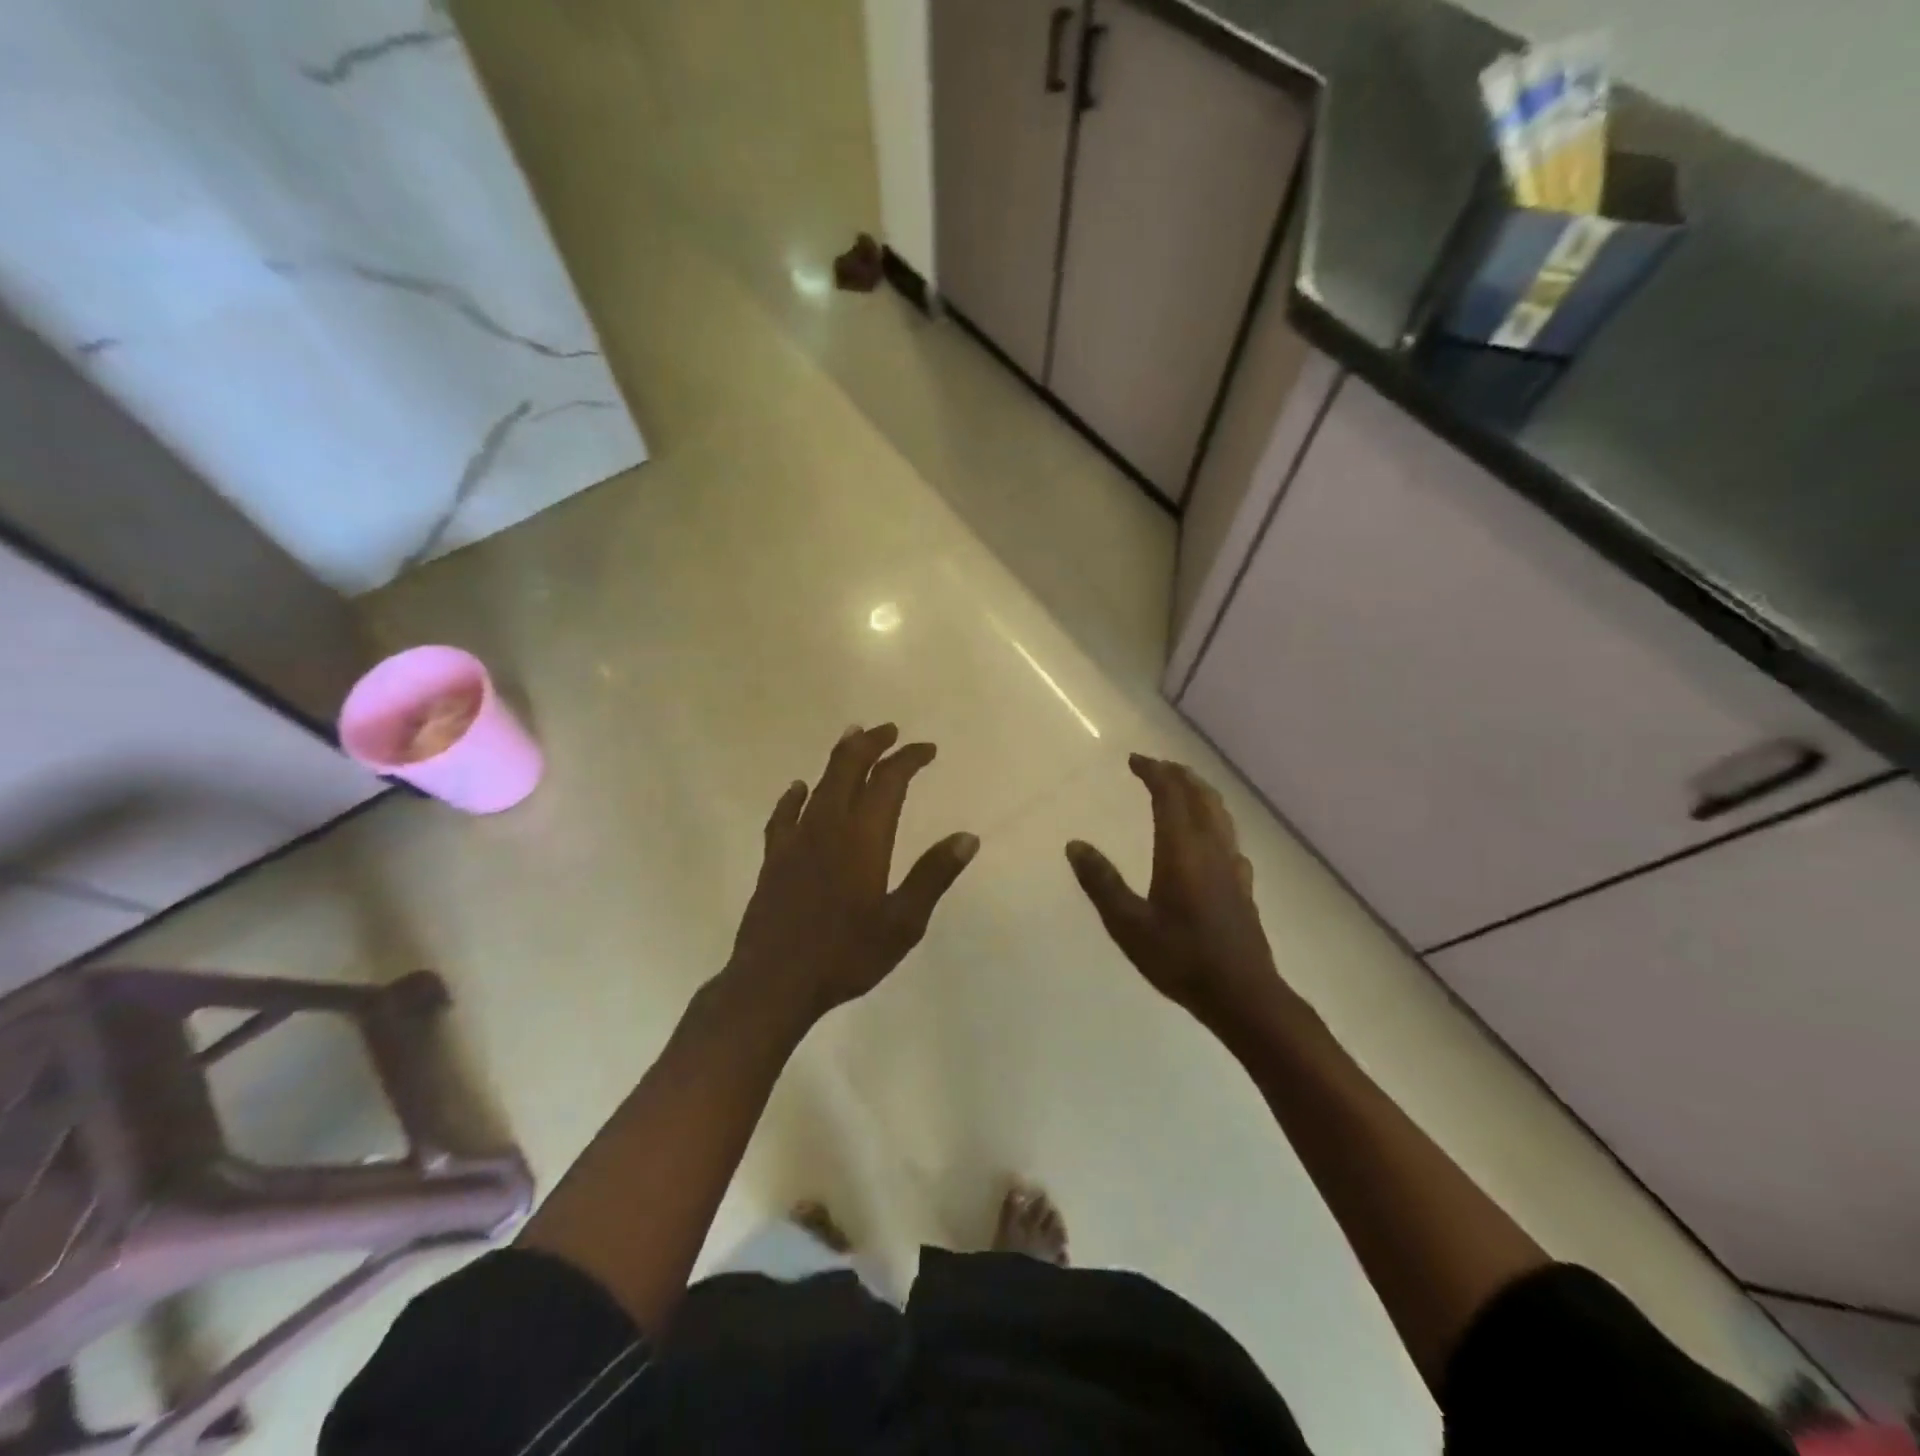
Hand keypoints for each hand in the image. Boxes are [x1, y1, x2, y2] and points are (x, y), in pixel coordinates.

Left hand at [727, 724, 977, 1023]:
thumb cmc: (845, 955)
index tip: (927, 749)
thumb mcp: (902, 923)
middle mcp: (828, 826)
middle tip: (890, 730)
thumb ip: (933, 876)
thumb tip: (967, 837)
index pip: (889, 781)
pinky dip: (795, 796)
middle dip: (872, 743)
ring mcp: (796, 840)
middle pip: (848, 767)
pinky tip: (798, 789)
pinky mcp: (773, 858)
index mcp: (863, 837)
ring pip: (819, 783)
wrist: (773, 983)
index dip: (909, 758)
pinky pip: (784, 814)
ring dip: (839, 757)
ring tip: (853, 737)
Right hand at [1066, 754, 1282, 1028]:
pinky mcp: (1243, 886)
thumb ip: (1101, 882)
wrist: (1242, 995)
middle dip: (1178, 775)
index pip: (1170, 795)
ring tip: (1182, 789)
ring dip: (1199, 792)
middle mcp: (1211, 848)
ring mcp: (1232, 866)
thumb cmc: (1180, 958)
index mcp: (1182, 850)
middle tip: (1156, 767)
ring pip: (1220, 814)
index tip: (1134, 760)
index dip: (1153, 771)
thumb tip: (1074, 844)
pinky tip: (1209, 840)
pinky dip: (1214, 822)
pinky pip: (1229, 838)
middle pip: (1200, 796)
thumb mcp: (1128, 924)